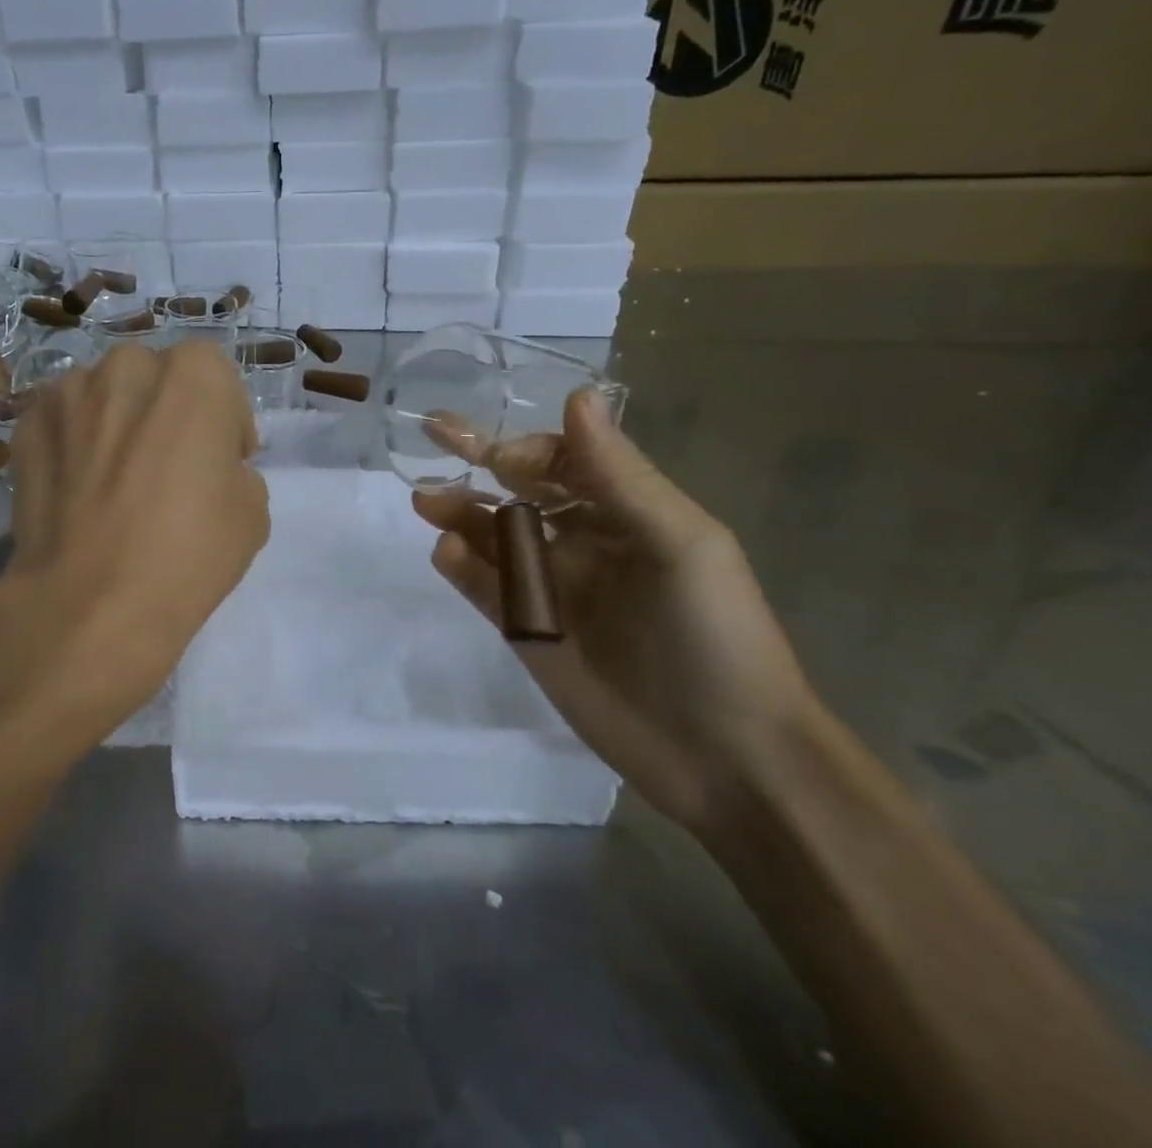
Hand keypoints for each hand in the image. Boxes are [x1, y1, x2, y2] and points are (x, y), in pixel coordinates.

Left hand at [0, 342, 268, 746]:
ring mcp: (69, 392)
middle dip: (165, 411)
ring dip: (116, 422)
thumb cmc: (187, 552)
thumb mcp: (252, 510)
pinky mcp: (26, 425)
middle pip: (155, 378)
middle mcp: (128, 365)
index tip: (221, 460)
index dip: (222, 419)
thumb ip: (234, 466)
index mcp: (193, 375)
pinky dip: (73, 443)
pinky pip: (64, 423)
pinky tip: (78, 491)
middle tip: (166, 466)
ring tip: (114, 480)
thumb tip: (205, 466)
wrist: (91, 602)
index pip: (215, 376)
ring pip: (104, 395)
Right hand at [413, 388, 818, 837]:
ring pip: (490, 534)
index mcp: (625, 512)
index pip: (563, 460)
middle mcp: (582, 540)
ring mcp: (549, 586)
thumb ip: (620, 474)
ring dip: (458, 511)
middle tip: (430, 436)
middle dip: (476, 462)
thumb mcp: (680, 544)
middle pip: (518, 490)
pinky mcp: (524, 628)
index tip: (494, 454)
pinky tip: (446, 555)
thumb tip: (576, 395)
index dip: (525, 448)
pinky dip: (459, 566)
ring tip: (426, 503)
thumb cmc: (714, 636)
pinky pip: (483, 586)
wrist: (725, 756)